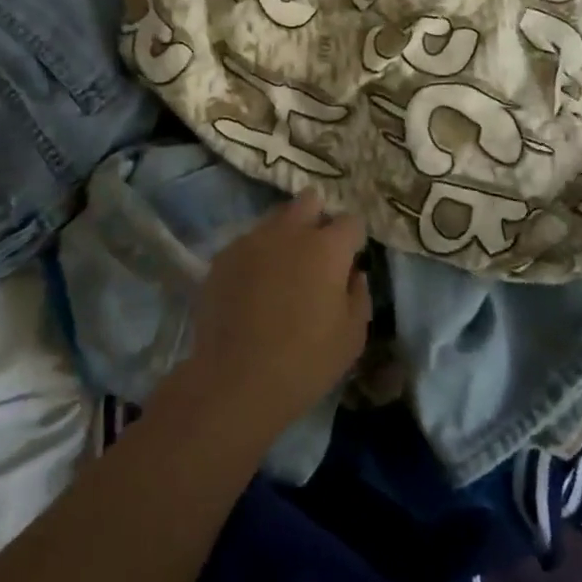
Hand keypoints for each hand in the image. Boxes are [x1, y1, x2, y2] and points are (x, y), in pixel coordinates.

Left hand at [172, 192, 371, 440]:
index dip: (353, 240)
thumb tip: (354, 274)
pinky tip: (253, 286)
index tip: (349, 260)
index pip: (351, 221)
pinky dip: (256, 256)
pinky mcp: (223, 256)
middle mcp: (290, 232)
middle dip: (318, 217)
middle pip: (309, 200)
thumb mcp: (352, 338)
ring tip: (282, 269)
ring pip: (275, 218)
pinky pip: (248, 243)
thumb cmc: (305, 362)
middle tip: (317, 252)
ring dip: (285, 234)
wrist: (235, 380)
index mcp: (327, 248)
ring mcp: (252, 240)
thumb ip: (359, 296)